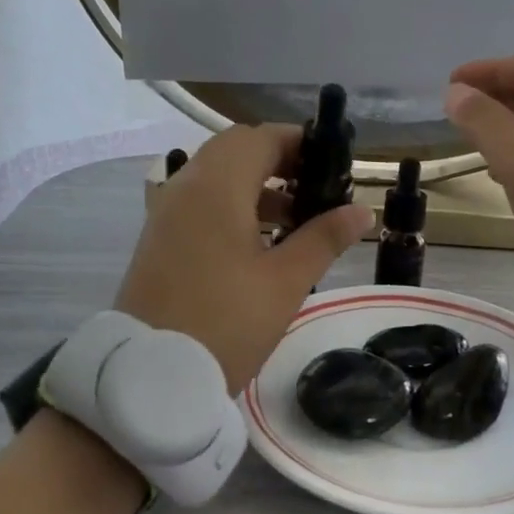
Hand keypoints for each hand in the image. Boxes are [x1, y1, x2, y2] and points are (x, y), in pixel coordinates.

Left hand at [115, 126, 373, 394]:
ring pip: (214, 176)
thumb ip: (324, 238)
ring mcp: (165, 212)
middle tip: (315, 188)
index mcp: (216, 187)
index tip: (332, 163)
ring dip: (254, 184)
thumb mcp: (285, 282)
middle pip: (234, 150)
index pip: (260, 138)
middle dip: (277, 161)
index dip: (298, 142)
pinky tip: (257, 241)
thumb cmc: (226, 323)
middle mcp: (185, 186)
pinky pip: (198, 201)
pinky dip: (229, 204)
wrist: (151, 376)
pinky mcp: (157, 238)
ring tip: (294, 219)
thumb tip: (361, 210)